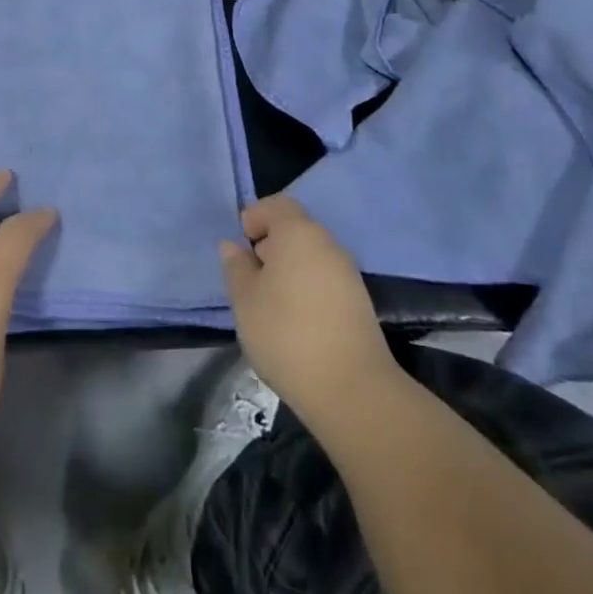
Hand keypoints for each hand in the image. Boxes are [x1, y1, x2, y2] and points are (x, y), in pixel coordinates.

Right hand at [220, 195, 402, 433]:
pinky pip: (325, 279)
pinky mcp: (359, 302)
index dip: (256, 217)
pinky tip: (295, 321)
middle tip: (251, 277)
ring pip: (311, 256)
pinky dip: (307, 288)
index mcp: (298, 233)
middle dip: (271, 245)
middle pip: (296, 229)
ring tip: (270, 302)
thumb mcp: (245, 300)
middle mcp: (327, 243)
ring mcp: (347, 273)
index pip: (277, 205)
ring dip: (289, 269)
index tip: (242, 245)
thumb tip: (233, 247)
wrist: (351, 388)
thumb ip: (236, 268)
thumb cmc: (286, 333)